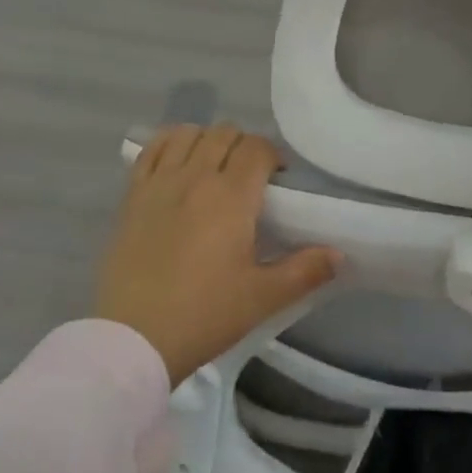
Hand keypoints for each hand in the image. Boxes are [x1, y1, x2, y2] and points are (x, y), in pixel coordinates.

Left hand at [97, 124, 340, 386]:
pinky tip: (178, 162)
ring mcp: (160, 182)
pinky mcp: (132, 194)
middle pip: (225, 134)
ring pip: (189, 133)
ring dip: (207, 140)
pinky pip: (153, 149)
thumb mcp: (262, 298)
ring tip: (213, 167)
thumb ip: (304, 271)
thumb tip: (339, 254)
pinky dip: (170, 144)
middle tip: (249, 178)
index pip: (257, 148)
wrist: (134, 339)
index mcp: (232, 196)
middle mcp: (196, 176)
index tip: (278, 180)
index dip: (272, 156)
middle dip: (243, 147)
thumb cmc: (204, 315)